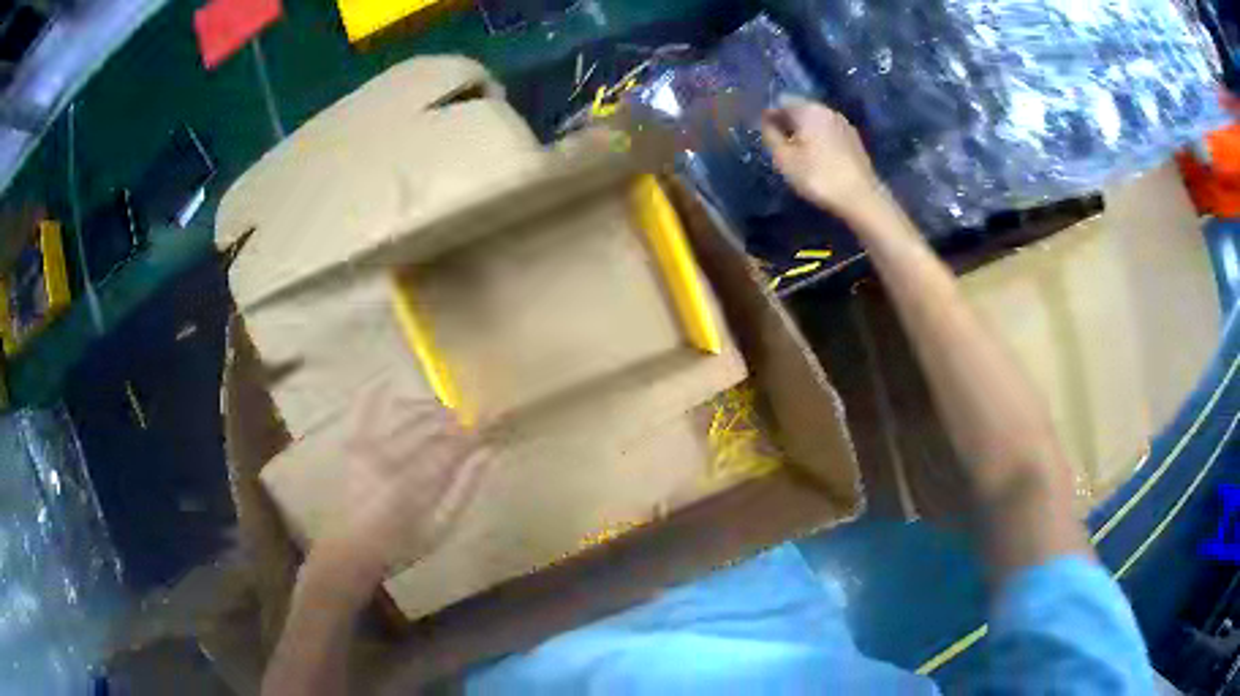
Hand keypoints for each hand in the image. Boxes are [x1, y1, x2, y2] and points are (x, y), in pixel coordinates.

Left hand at [315, 385, 492, 589]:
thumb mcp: (442, 527)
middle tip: (469, 417)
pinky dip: (372, 394)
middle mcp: (391, 460)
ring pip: (404, 416)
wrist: (355, 547)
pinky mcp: (353, 446)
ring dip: (426, 408)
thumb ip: (465, 489)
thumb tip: (488, 453)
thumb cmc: (403, 544)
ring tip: (443, 411)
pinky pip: (362, 411)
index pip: (452, 447)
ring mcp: (369, 449)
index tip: (490, 417)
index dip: (473, 430)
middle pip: (429, 428)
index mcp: (416, 484)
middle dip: (452, 419)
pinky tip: (385, 381)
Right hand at [761, 99, 881, 218]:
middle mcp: (826, 110)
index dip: (768, 116)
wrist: (861, 198)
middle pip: (799, 109)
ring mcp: (843, 123)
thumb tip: (766, 122)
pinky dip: (818, 139)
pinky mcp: (854, 139)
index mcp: (808, 109)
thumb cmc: (819, 176)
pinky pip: (828, 132)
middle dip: (786, 122)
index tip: (762, 133)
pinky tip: (816, 157)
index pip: (780, 102)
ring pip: (815, 121)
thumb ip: (770, 135)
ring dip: (803, 131)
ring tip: (796, 152)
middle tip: (778, 144)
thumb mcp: (784, 158)